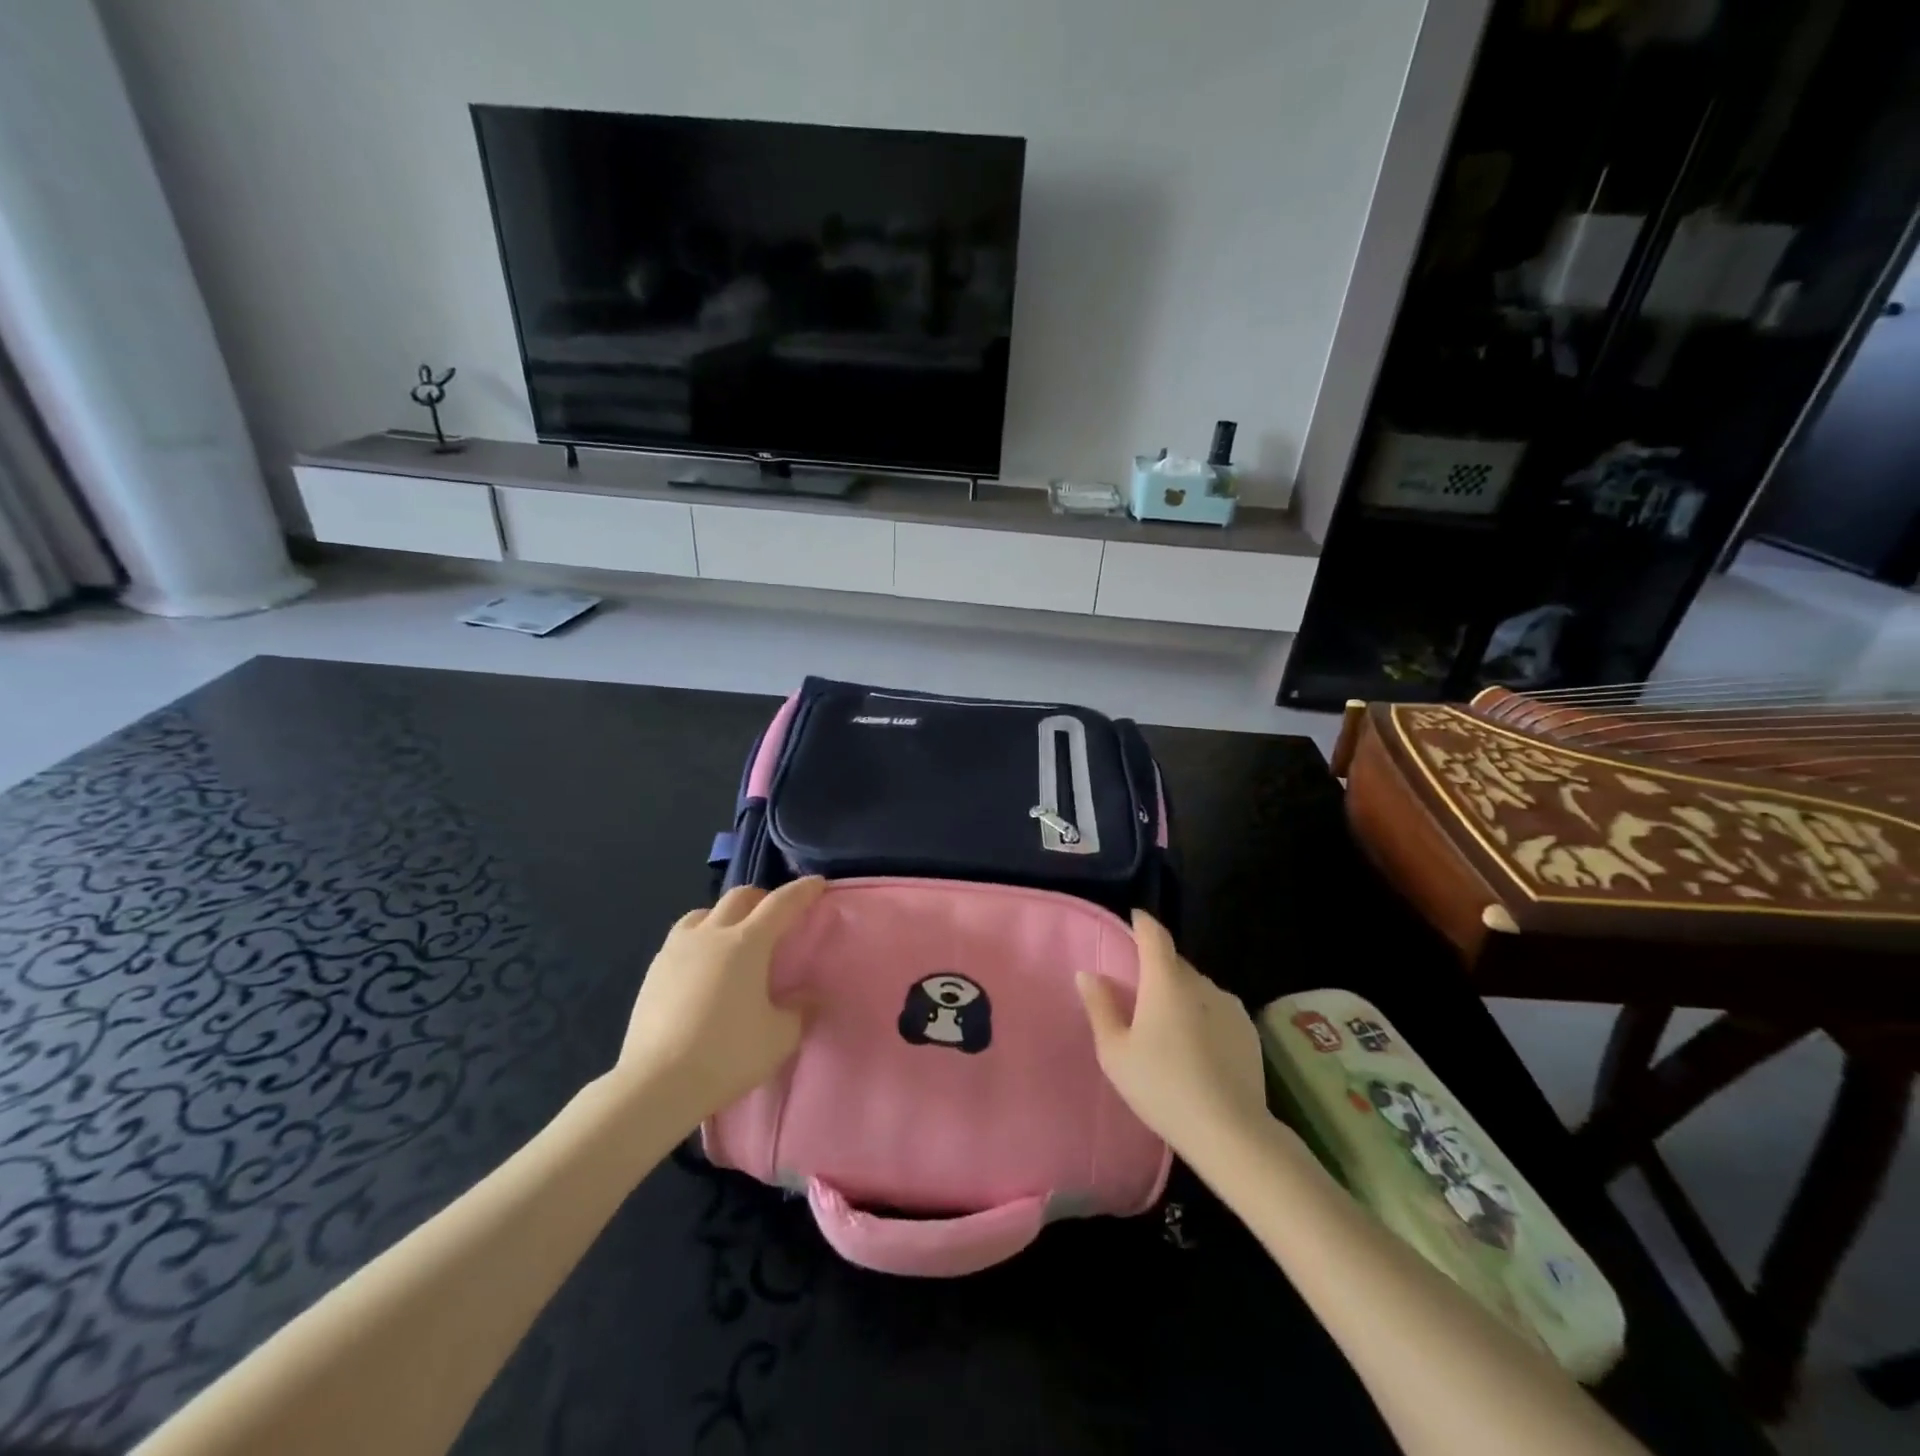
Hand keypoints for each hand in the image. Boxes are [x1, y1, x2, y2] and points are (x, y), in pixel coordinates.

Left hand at [615, 877, 826, 1123]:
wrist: (656, 1084)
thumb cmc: (727, 1054)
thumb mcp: (779, 1038)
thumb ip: (799, 1011)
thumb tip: (807, 997)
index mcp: (747, 943)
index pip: (781, 904)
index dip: (802, 891)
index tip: (817, 883)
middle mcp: (711, 934)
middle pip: (739, 897)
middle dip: (762, 898)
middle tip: (775, 915)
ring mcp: (677, 949)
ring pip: (704, 913)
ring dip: (725, 915)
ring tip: (733, 937)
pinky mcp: (653, 971)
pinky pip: (682, 938)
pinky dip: (700, 939)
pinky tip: (702, 966)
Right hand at [1076, 911, 1271, 1170]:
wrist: (1230, 1131)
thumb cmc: (1162, 1087)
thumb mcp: (1115, 1052)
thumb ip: (1100, 1007)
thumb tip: (1089, 974)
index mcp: (1165, 981)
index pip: (1154, 935)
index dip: (1142, 923)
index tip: (1134, 920)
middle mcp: (1201, 983)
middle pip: (1175, 963)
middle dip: (1157, 968)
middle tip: (1139, 994)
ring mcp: (1230, 1006)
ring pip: (1197, 988)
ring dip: (1181, 996)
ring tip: (1168, 1028)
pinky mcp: (1249, 1031)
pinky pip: (1217, 1010)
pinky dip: (1203, 1017)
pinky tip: (1197, 1049)